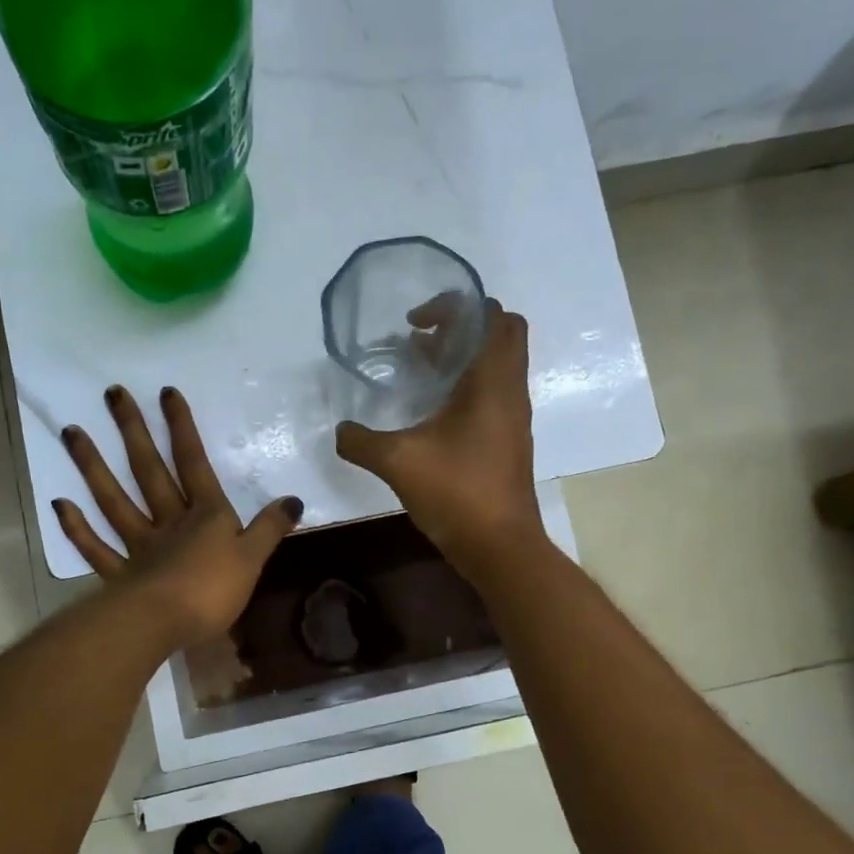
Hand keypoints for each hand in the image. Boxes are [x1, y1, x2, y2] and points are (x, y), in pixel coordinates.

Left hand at [55, 385, 302, 646]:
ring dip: (92, 466)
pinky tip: (59, 504)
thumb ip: (270, 528)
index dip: (182, 428)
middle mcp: (168, 521)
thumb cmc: (213, 590)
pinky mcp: (120, 575)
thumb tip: (294, 500)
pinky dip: (77, 528)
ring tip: (71, 432)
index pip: (193, 462)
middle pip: (148, 470)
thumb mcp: (254, 558)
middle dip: (133, 431)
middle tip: (112, 394)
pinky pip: (96, 548)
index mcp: (204, 515)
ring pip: (113, 500)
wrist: (165, 623)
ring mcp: (139, 546)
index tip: (166, 392)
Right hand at [335, 300, 544, 571]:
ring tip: (419, 370)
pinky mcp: (509, 438)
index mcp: (492, 381)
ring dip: (463, 356)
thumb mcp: (398, 462)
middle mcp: (510, 389)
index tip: (416, 324)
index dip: (454, 307)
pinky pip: (493, 391)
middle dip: (462, 326)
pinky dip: (467, 385)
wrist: (500, 546)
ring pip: (497, 363)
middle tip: (422, 341)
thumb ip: (361, 441)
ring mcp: (514, 415)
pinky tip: (432, 411)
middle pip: (500, 332)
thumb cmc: (457, 492)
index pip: (490, 314)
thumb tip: (339, 431)